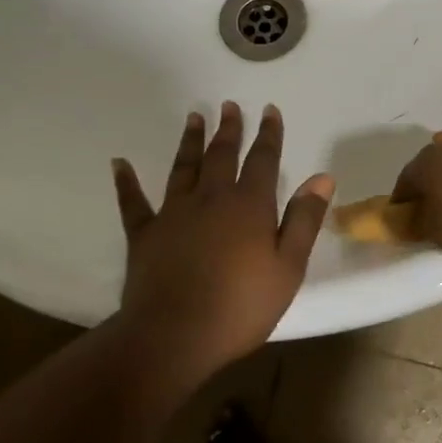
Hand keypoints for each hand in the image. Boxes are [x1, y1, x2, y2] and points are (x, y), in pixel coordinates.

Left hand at [110, 102, 333, 384]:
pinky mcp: (144, 234)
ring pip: (182, 167)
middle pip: (221, 155)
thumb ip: (304, 220)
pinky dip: (126, 182)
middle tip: (229, 106)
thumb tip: (322, 178)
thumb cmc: (240, 306)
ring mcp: (173, 213)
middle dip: (228, 129)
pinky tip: (119, 163)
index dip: (268, 134)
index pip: (262, 160)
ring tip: (194, 117)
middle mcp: (210, 198)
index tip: (269, 110)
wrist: (174, 336)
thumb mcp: (288, 268)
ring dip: (189, 141)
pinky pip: (133, 202)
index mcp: (248, 205)